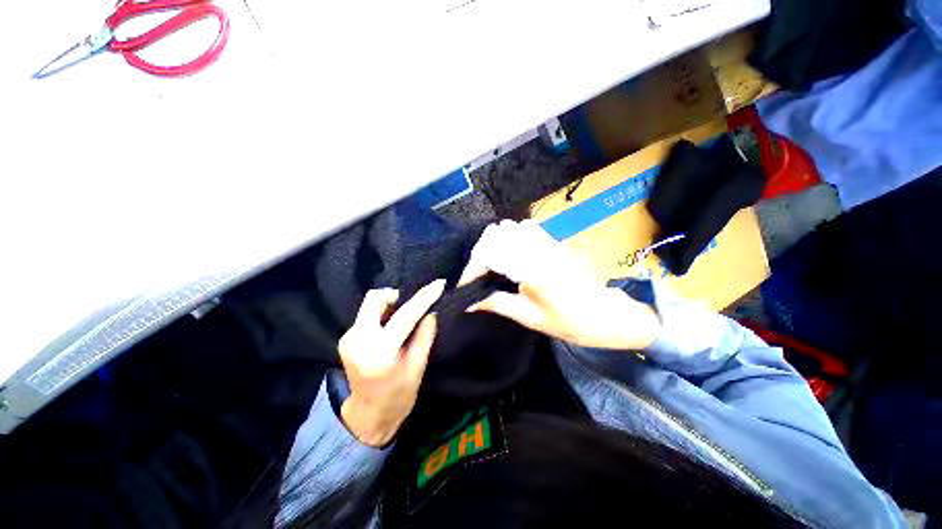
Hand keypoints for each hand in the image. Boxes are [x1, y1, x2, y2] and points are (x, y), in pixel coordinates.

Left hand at [338, 280, 444, 446]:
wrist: (368, 415)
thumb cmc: (398, 396)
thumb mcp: (418, 367)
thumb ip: (425, 336)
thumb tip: (431, 311)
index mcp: (380, 352)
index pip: (404, 315)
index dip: (423, 297)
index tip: (438, 284)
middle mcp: (358, 340)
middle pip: (375, 298)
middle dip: (397, 295)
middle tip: (413, 304)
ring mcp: (348, 338)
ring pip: (370, 304)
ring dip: (390, 304)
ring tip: (404, 317)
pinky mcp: (346, 338)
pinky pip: (367, 314)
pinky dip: (382, 313)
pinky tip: (392, 326)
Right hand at [459, 220, 660, 349]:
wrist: (605, 314)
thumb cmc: (569, 321)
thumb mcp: (528, 316)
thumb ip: (496, 303)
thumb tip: (469, 302)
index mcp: (531, 268)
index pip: (490, 255)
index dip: (472, 269)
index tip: (465, 286)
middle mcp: (537, 248)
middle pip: (495, 234)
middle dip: (479, 254)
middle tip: (477, 276)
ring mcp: (546, 240)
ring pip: (508, 228)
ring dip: (493, 244)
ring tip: (490, 266)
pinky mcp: (552, 240)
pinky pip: (523, 228)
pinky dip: (508, 238)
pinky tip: (509, 255)